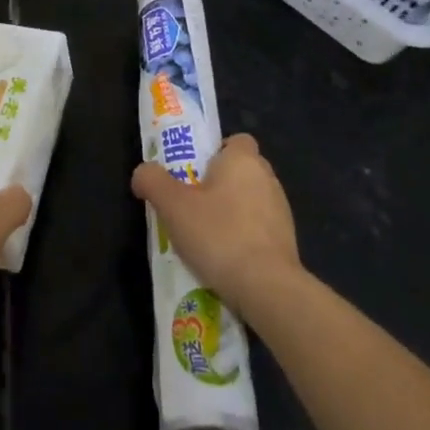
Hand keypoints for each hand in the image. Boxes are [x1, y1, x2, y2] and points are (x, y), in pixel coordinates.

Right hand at [131, 133, 301, 320]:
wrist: (268, 288)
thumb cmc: (219, 235)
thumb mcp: (173, 206)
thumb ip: (153, 181)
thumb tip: (142, 173)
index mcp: (243, 160)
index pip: (236, 140)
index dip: (215, 152)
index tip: (195, 173)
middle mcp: (267, 178)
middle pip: (241, 170)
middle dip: (220, 184)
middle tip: (192, 205)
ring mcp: (282, 210)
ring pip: (252, 201)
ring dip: (233, 213)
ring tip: (206, 238)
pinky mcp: (288, 242)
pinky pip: (260, 230)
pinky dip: (245, 238)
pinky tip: (226, 260)